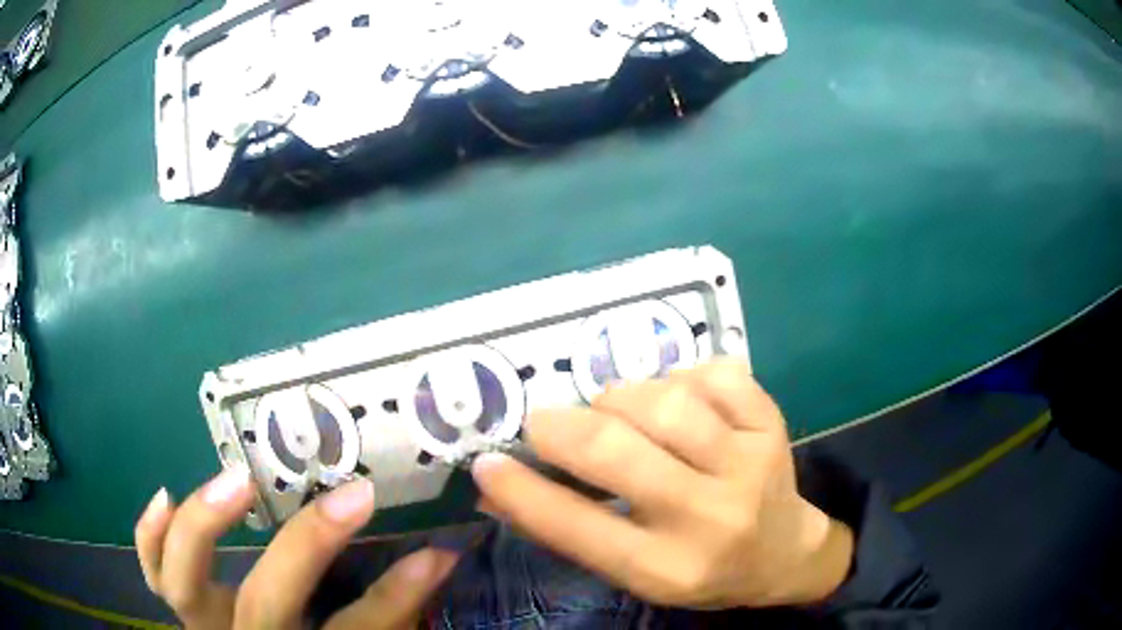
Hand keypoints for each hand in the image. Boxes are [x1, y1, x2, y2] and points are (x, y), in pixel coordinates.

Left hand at [135, 472, 457, 628]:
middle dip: (309, 547)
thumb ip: (385, 614)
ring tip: (237, 480)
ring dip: (205, 529)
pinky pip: (153, 574)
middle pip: (267, 605)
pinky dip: (151, 538)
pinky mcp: (182, 608)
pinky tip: (164, 494)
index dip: (395, 597)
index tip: (433, 553)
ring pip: (186, 586)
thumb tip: (435, 558)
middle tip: (351, 495)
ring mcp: (204, 625)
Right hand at [472, 358, 853, 608]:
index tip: (485, 461)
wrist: (784, 553)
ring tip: (612, 410)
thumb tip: (494, 488)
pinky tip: (676, 396)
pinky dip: (681, 376)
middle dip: (562, 428)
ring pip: (665, 403)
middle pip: (618, 452)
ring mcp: (748, 465)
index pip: (577, 527)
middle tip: (542, 422)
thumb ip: (567, 530)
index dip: (521, 490)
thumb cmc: (700, 570)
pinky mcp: (771, 426)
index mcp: (666, 568)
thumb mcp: (633, 572)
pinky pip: (714, 375)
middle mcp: (709, 518)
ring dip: (619, 397)